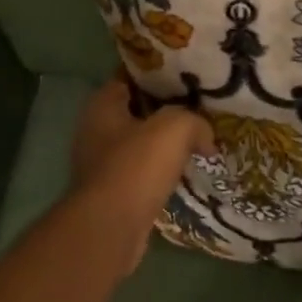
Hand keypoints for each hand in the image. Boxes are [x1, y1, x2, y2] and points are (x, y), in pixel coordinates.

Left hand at [70, 72, 214, 270]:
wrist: (111, 227)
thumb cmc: (137, 166)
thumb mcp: (176, 127)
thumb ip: (195, 121)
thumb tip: (206, 137)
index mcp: (102, 105)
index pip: (129, 76)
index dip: (158, 73)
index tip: (186, 75)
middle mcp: (95, 130)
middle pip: (136, 110)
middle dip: (165, 108)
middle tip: (199, 107)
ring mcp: (100, 163)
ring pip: (140, 142)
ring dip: (164, 143)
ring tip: (198, 139)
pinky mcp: (111, 191)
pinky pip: (142, 171)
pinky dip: (161, 169)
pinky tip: (185, 170)